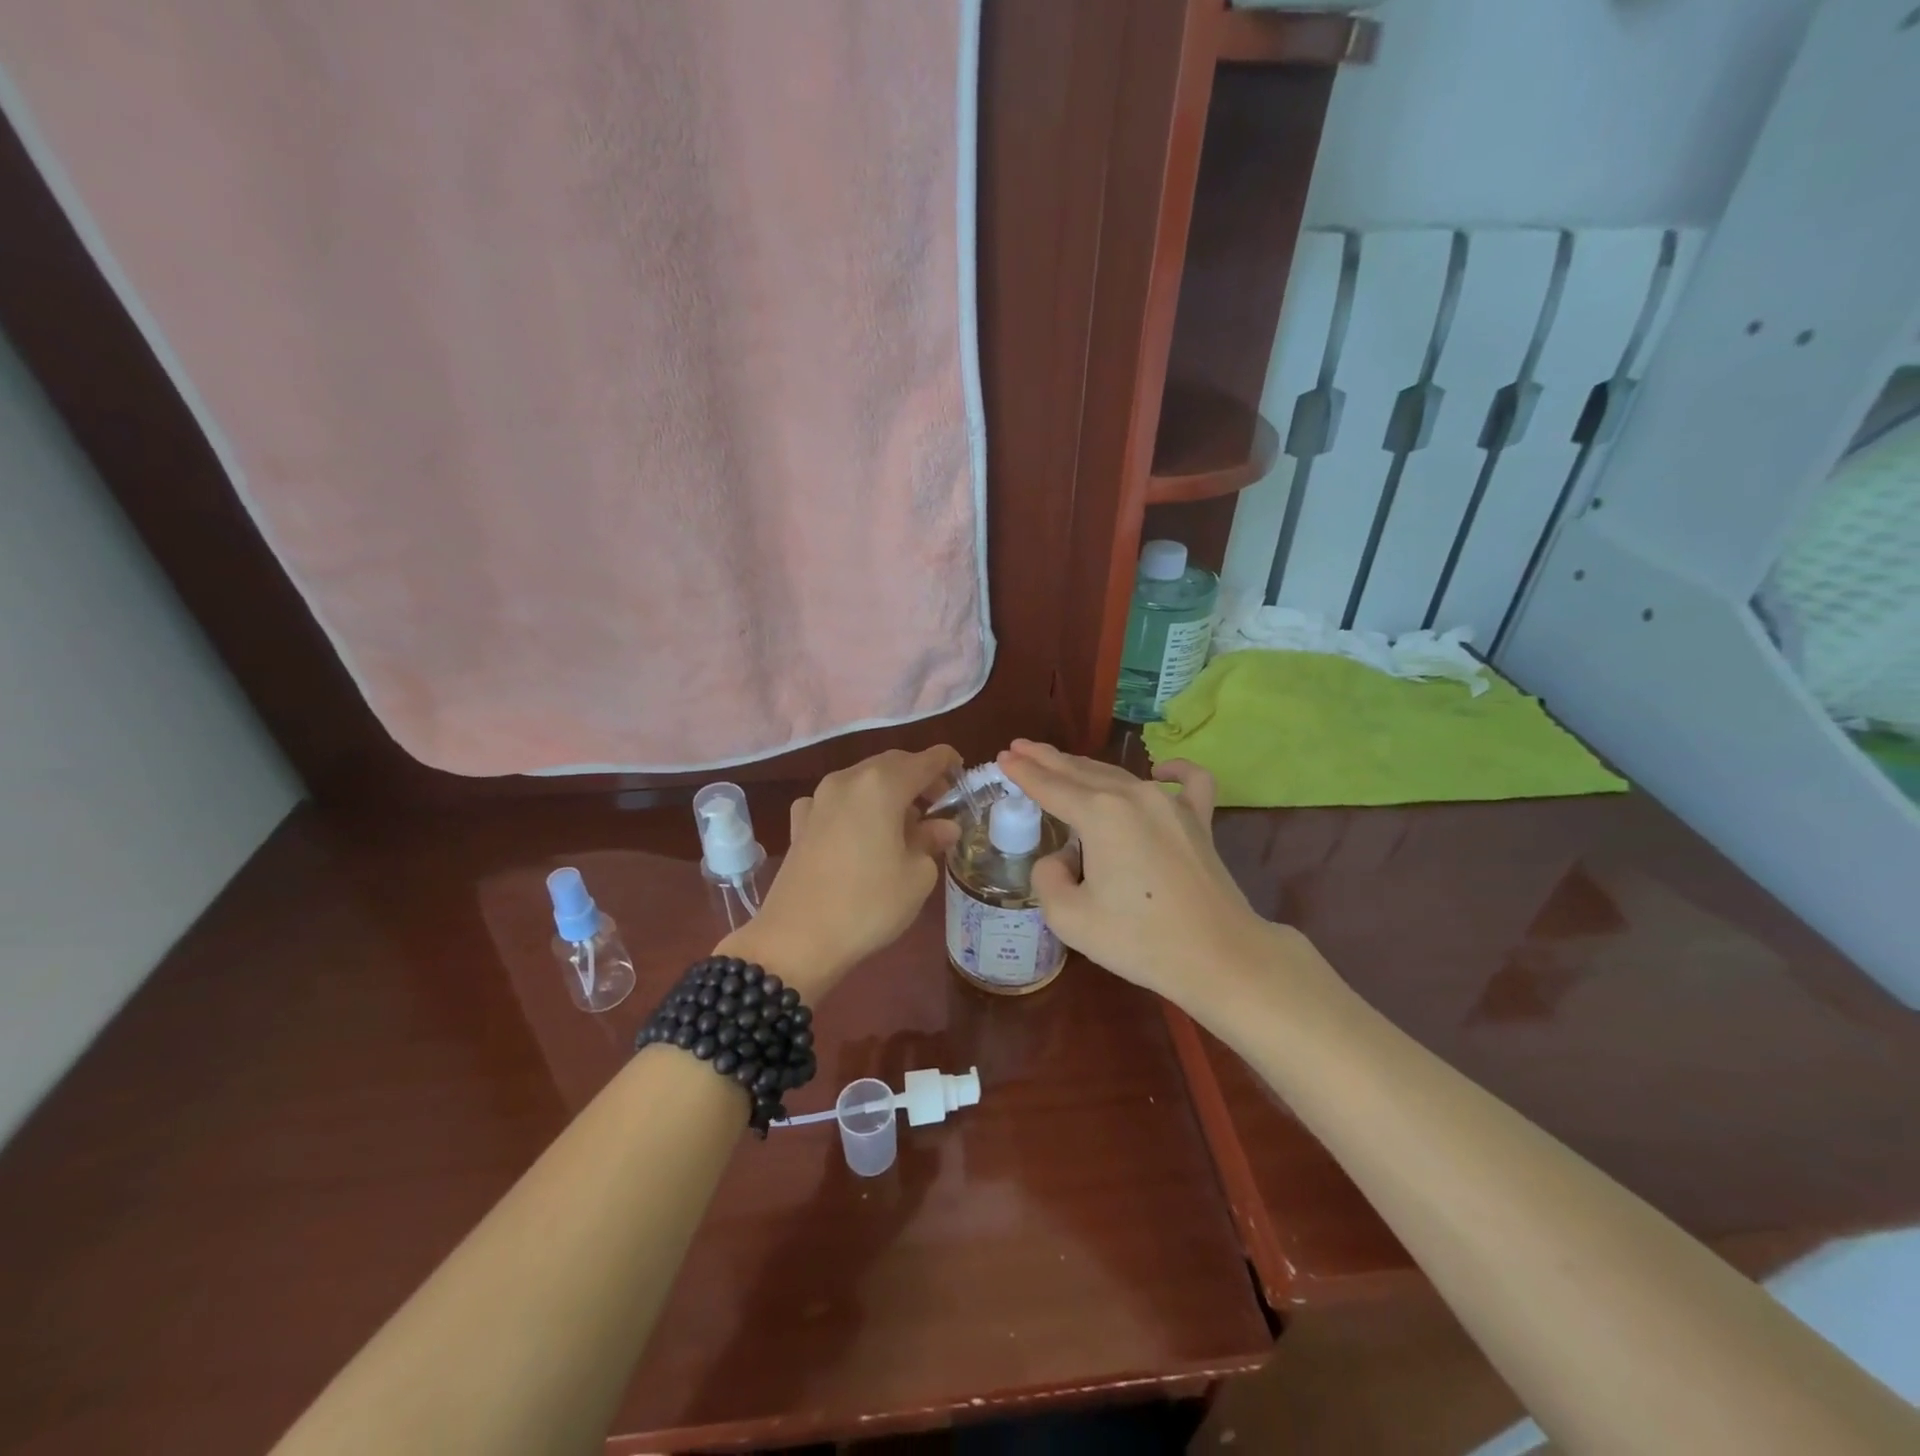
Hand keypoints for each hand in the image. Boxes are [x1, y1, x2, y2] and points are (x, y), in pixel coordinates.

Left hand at [723, 745, 961, 998]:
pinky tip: (858, 831)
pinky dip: (855, 807)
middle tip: (939, 804)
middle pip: (892, 764)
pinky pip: (835, 801)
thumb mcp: (916, 876)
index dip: (948, 762)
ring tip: (904, 823)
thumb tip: (943, 826)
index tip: (963, 774)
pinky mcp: (799, 822)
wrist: (796, 939)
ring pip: (862, 780)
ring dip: (887, 792)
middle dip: (918, 777)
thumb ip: (932, 841)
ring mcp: (818, 798)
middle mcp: (848, 780)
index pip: (926, 760)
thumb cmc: (868, 904)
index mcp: (882, 785)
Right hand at [996, 740, 1284, 1007]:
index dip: (1022, 772)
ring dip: (1086, 767)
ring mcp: (1171, 803)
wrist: (1219, 957)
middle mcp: (1133, 795)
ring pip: (1119, 775)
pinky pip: (1188, 783)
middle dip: (1047, 759)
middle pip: (1080, 771)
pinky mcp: (1199, 820)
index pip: (1049, 785)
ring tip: (1061, 762)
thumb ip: (1048, 877)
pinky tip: (1160, 770)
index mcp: (1099, 813)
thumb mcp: (1069, 917)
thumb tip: (1063, 858)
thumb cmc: (1139, 940)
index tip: (1002, 757)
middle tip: (1020, 748)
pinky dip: (1173, 771)